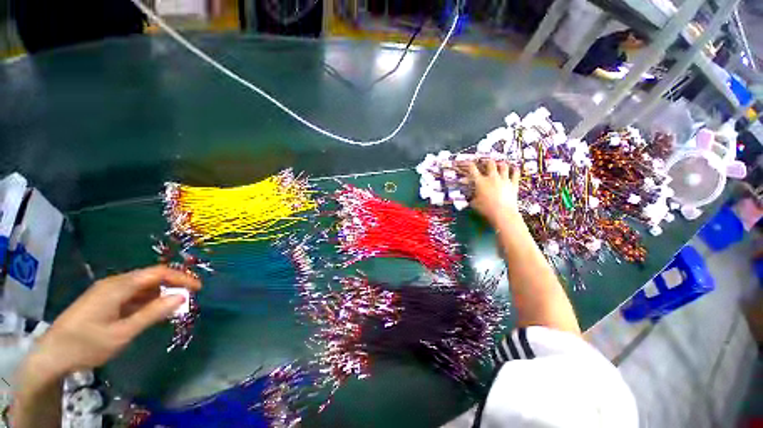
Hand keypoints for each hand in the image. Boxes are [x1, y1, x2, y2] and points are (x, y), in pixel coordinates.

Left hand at [29, 266, 200, 378]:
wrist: (52, 354)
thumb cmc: (87, 344)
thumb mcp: (122, 333)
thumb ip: (153, 314)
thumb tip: (182, 297)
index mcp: (119, 286)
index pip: (158, 273)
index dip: (181, 278)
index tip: (198, 288)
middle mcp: (114, 283)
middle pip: (150, 277)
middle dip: (173, 285)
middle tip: (189, 299)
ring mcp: (107, 290)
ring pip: (142, 286)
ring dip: (160, 294)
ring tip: (173, 307)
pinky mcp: (104, 299)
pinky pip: (132, 294)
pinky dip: (147, 300)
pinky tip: (151, 312)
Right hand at [459, 159, 520, 226]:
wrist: (502, 213)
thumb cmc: (485, 209)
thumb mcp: (473, 203)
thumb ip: (471, 197)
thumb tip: (469, 195)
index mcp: (480, 182)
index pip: (473, 170)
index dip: (470, 164)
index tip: (469, 162)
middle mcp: (492, 178)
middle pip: (490, 164)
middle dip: (487, 161)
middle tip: (486, 161)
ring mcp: (504, 180)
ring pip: (503, 166)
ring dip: (501, 164)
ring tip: (500, 163)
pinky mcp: (513, 184)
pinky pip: (515, 174)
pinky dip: (514, 170)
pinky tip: (514, 168)